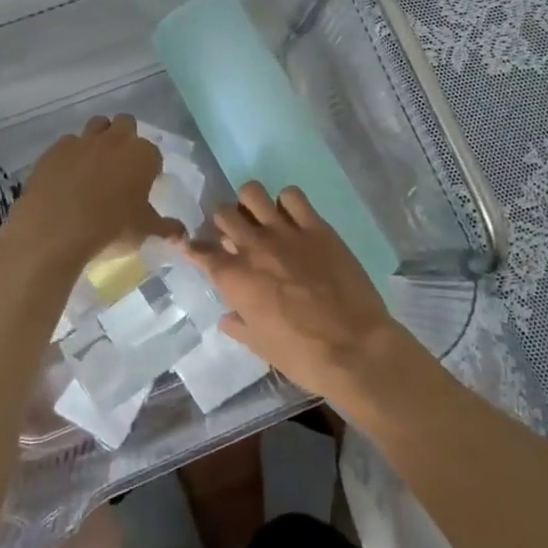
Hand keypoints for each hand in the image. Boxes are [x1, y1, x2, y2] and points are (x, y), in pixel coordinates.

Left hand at [3, 115, 180, 271]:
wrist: (56, 230)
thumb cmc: (110, 229)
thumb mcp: (144, 232)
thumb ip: (166, 229)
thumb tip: (182, 234)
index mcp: (142, 155)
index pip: (153, 152)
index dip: (150, 166)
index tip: (144, 183)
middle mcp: (114, 140)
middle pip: (125, 123)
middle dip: (125, 138)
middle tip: (121, 166)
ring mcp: (82, 141)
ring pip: (96, 125)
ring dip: (99, 138)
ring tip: (95, 166)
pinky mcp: (55, 150)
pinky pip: (68, 143)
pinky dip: (71, 154)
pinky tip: (67, 176)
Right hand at [185, 181, 421, 402]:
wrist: (354, 348)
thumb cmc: (302, 355)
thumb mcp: (260, 346)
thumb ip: (239, 325)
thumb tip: (227, 317)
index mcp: (234, 277)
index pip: (200, 250)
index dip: (193, 247)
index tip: (195, 248)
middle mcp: (253, 246)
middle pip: (223, 212)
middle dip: (225, 222)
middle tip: (237, 236)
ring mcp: (285, 232)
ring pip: (252, 192)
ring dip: (251, 204)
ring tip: (261, 218)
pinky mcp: (316, 226)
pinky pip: (292, 196)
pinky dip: (288, 202)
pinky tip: (294, 218)